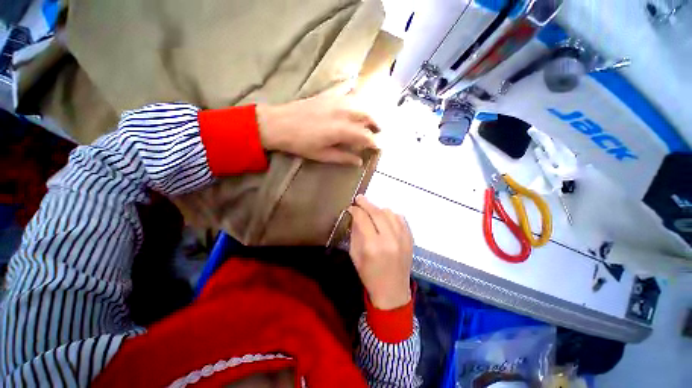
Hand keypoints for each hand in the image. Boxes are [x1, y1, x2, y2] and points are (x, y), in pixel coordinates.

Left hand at [256, 92, 378, 164]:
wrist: (279, 123)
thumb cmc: (300, 143)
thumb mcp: (322, 155)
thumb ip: (343, 157)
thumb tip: (359, 161)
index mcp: (341, 130)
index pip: (365, 136)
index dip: (374, 142)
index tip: (379, 147)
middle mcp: (342, 113)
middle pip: (367, 116)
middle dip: (376, 124)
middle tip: (379, 132)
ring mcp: (335, 101)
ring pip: (360, 104)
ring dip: (369, 113)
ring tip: (370, 121)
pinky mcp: (328, 96)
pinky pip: (348, 96)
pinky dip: (357, 102)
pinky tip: (356, 107)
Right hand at [348, 195, 412, 309]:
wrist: (392, 291)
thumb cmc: (369, 275)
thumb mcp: (355, 255)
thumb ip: (355, 233)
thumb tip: (355, 216)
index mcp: (372, 246)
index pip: (362, 219)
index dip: (355, 210)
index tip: (351, 207)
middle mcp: (389, 239)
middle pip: (377, 212)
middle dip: (366, 203)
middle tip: (359, 198)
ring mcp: (403, 238)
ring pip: (390, 212)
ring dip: (378, 209)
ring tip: (372, 211)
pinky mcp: (410, 239)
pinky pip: (400, 218)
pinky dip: (391, 215)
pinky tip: (385, 219)